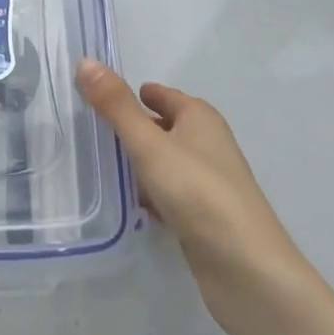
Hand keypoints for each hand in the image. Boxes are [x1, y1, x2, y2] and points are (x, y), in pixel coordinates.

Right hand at [77, 61, 317, 334]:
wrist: (247, 272)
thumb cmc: (199, 194)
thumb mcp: (150, 145)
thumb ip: (116, 106)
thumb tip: (85, 62)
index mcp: (200, 118)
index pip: (162, 95)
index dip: (134, 93)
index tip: (98, 96)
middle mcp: (208, 144)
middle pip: (163, 127)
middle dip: (132, 128)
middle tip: (90, 129)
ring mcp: (208, 183)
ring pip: (165, 162)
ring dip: (139, 163)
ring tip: (99, 164)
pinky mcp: (204, 218)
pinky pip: (169, 194)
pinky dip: (150, 194)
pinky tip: (128, 203)